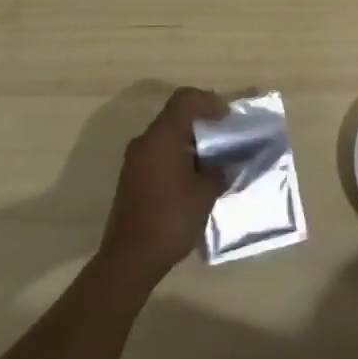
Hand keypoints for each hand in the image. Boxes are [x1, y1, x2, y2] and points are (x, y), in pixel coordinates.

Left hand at [97, 87, 227, 287]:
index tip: (228, 118)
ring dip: (190, 140)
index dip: (209, 101)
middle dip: (202, 121)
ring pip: (167, 135)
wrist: (129, 259)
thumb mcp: (205, 193)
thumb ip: (218, 170)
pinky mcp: (132, 177)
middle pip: (176, 115)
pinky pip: (159, 153)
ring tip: (213, 159)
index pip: (186, 99)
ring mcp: (135, 159)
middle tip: (225, 136)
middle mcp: (145, 140)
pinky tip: (194, 176)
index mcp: (163, 136)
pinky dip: (178, 155)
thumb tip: (225, 163)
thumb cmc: (170, 218)